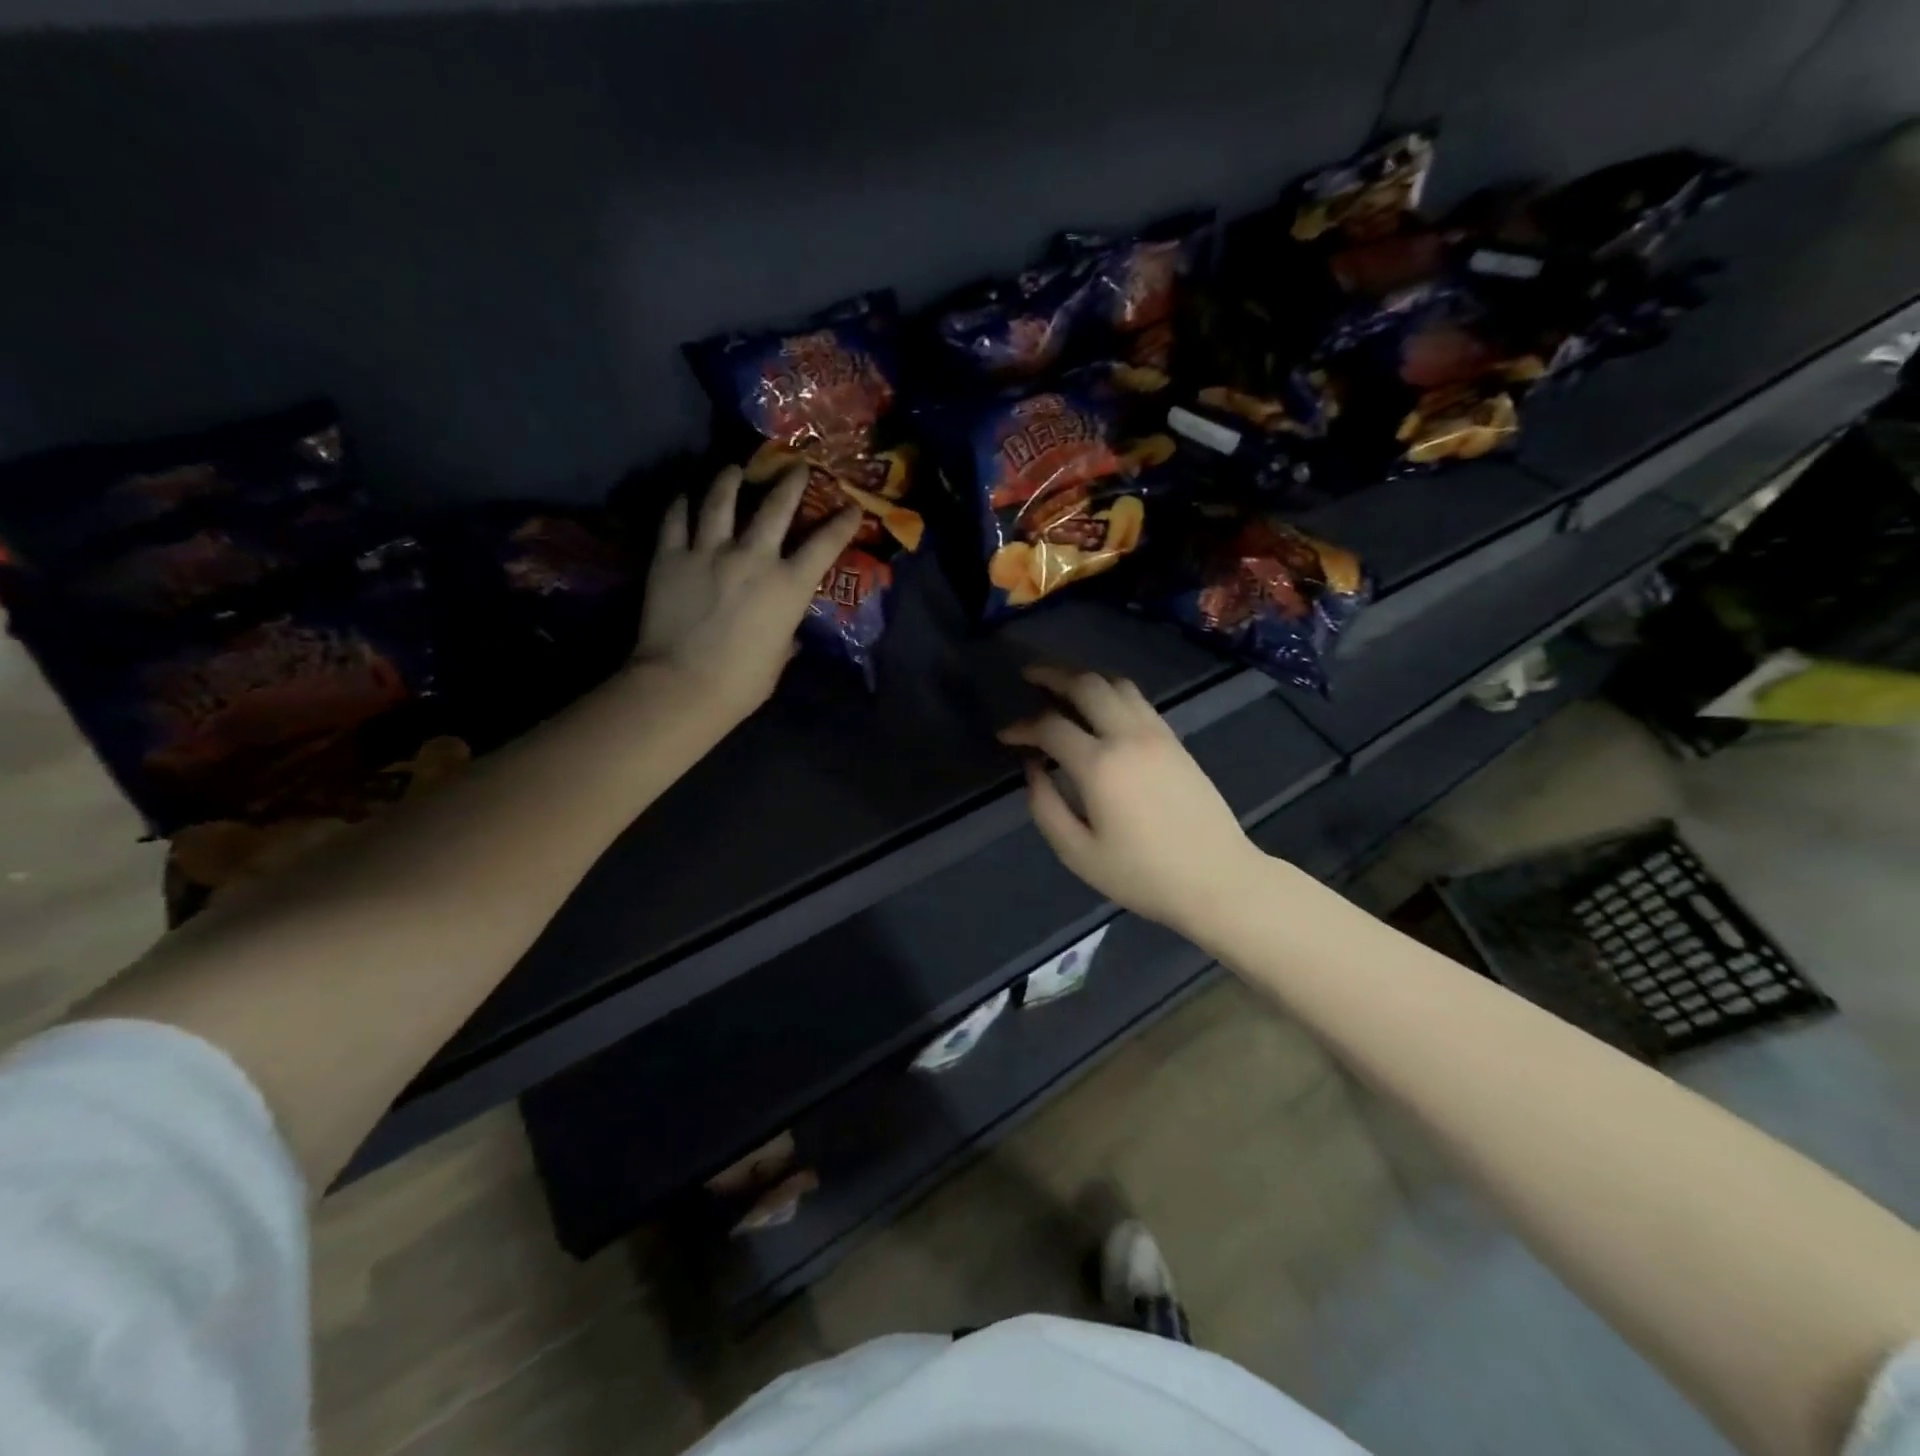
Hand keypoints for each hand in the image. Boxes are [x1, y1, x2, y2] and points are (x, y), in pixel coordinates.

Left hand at [636, 465, 860, 723]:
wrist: (684, 685)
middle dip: (791, 482)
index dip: (843, 522)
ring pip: (721, 500)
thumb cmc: (743, 682)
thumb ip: (785, 634)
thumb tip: (786, 632)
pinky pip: (675, 519)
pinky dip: (681, 504)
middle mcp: (753, 557)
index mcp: (788, 585)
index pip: (825, 544)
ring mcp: (708, 551)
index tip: (852, 506)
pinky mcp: (671, 556)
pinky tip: (685, 496)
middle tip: (796, 467)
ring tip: (734, 470)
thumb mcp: (779, 657)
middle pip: (776, 506)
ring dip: (730, 480)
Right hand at [998, 665, 1267, 934]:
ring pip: (1116, 683)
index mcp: (1100, 766)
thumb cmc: (1142, 875)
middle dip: (1053, 675)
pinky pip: (1137, 699)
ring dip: (1085, 677)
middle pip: (1087, 685)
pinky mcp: (1174, 740)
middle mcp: (1128, 737)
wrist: (1218, 879)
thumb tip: (1033, 767)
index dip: (1022, 726)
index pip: (1051, 726)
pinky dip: (1110, 691)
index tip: (1005, 735)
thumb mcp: (1078, 853)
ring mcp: (1156, 734)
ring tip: (1062, 684)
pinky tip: (1099, 705)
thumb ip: (1046, 806)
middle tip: (1029, 675)